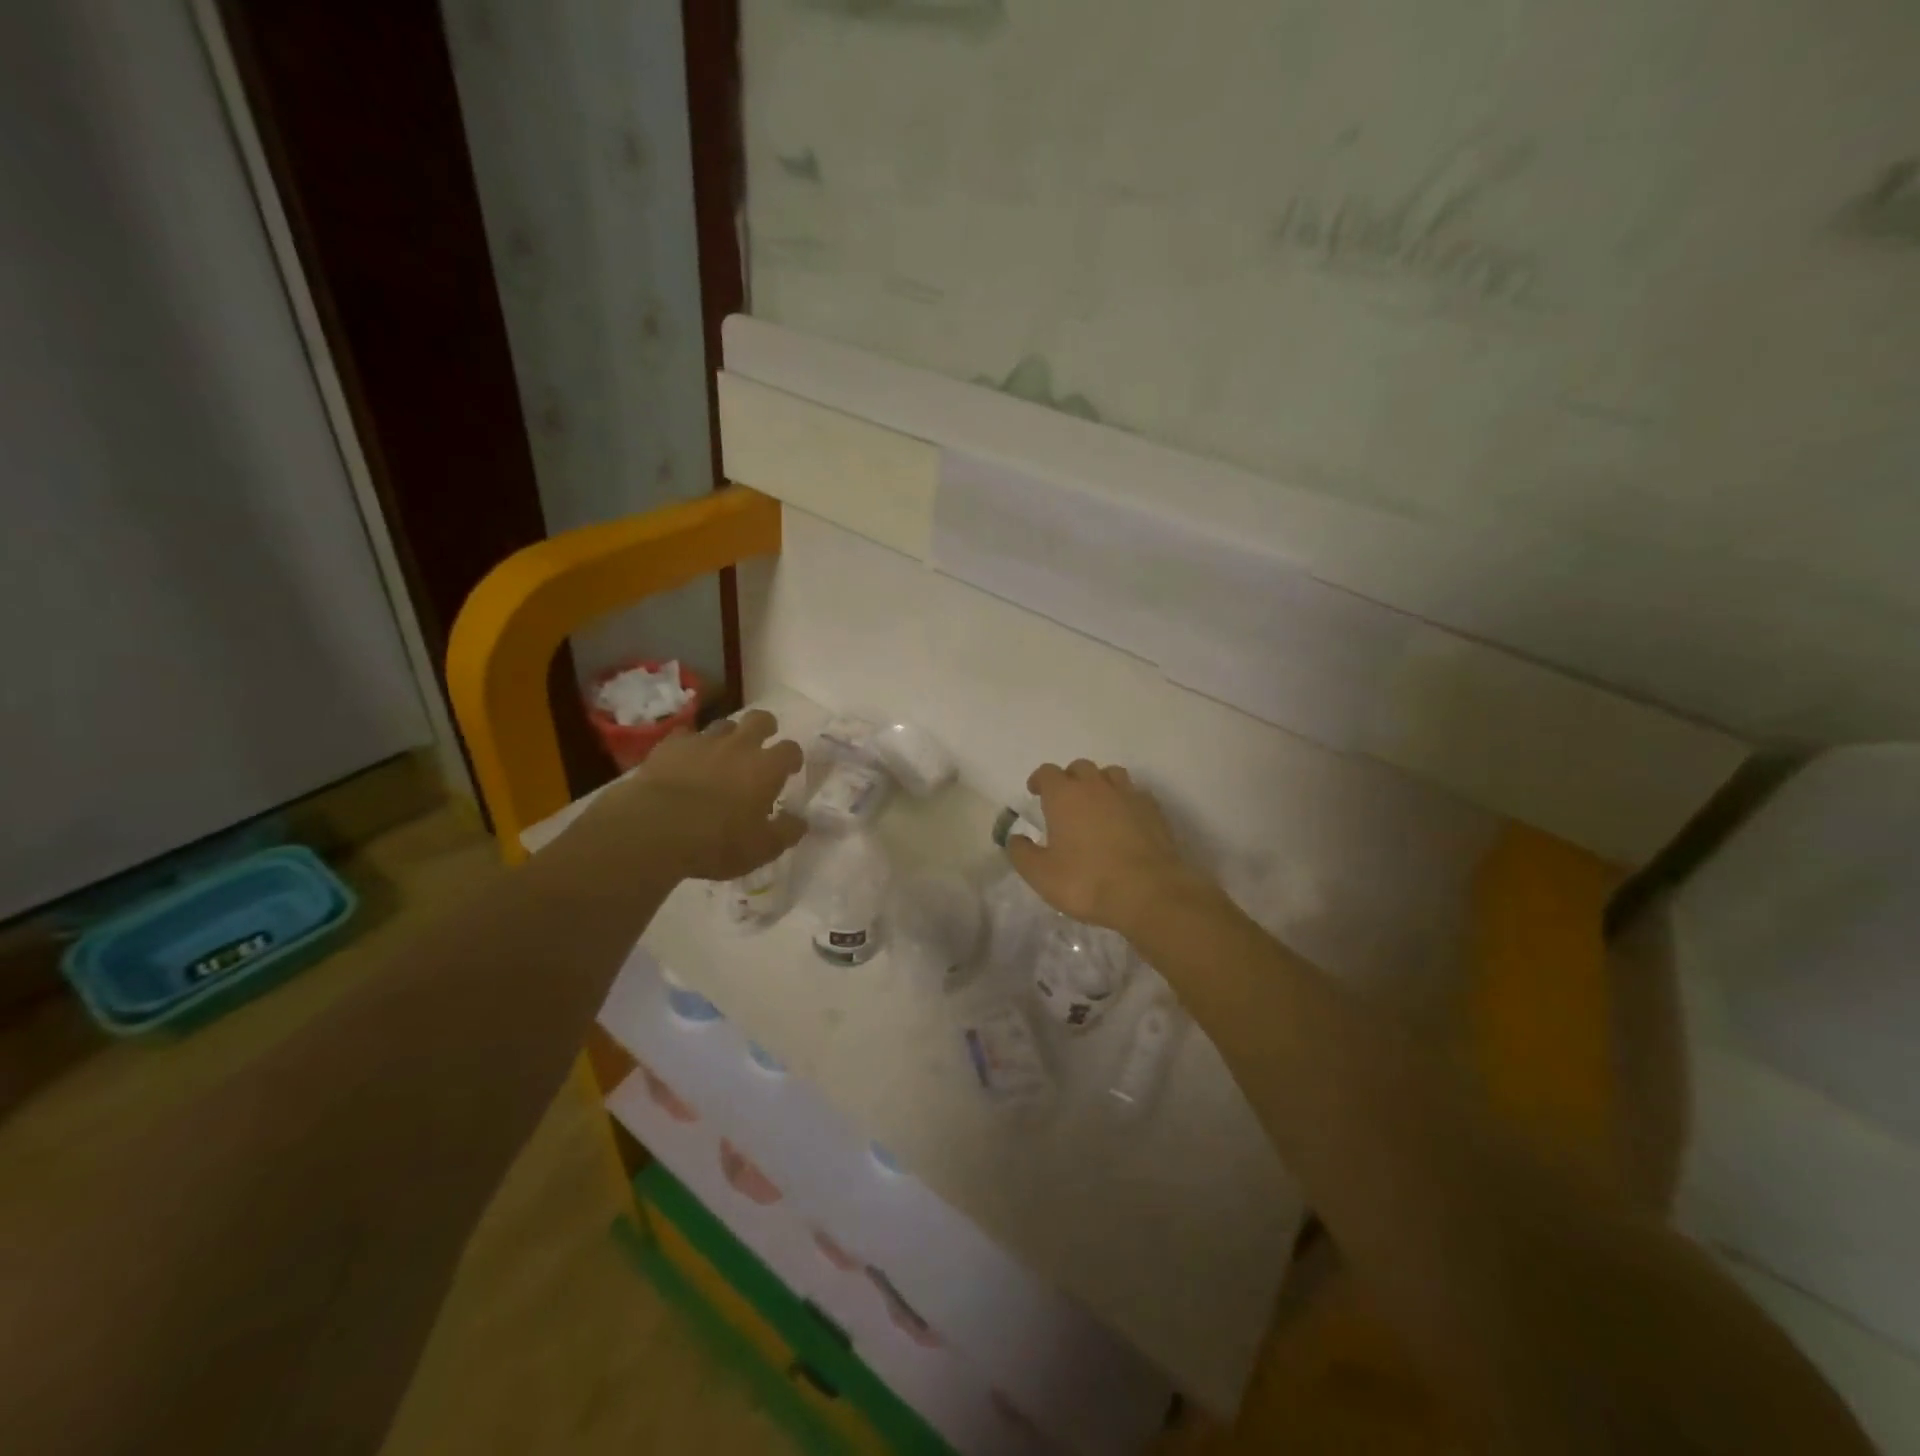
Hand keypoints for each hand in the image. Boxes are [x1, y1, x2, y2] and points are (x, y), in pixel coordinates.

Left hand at [586, 709, 806, 881]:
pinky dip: (690, 745)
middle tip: (761, 744)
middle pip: (760, 719)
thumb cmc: (717, 841)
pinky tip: (685, 759)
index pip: (791, 749)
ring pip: (723, 724)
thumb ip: (786, 832)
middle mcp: (739, 745)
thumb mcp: (762, 849)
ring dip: (727, 735)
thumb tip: (801, 821)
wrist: (655, 828)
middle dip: (765, 727)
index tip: (790, 769)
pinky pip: (685, 736)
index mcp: (767, 768)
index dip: (793, 757)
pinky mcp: (670, 745)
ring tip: (722, 753)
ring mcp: (703, 741)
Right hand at [1006, 760, 1199, 935]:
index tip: (1036, 792)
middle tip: (1065, 802)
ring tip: (1096, 806)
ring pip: (1111, 775)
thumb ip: (1022, 853)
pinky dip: (1125, 800)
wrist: (1148, 893)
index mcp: (1065, 795)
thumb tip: (1016, 838)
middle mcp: (1096, 786)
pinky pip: (1135, 794)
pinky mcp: (1154, 810)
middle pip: (1080, 768)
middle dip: (1070, 779)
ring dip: (1100, 784)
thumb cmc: (1087, 881)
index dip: (1040, 780)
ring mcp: (1129, 795)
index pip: (1048, 772)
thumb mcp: (1041, 875)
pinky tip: (1124, 820)